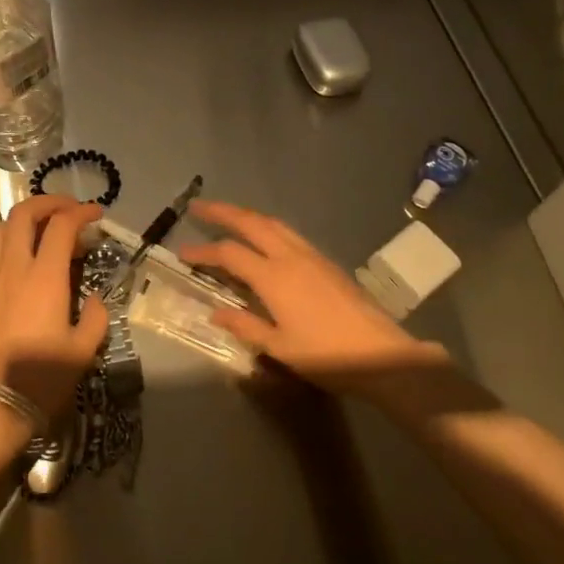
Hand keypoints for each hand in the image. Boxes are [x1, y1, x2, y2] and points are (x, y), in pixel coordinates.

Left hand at [0, 195, 107, 434]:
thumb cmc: (41, 379)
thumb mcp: (84, 351)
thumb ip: (95, 317)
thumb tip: (93, 300)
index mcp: (43, 278)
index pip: (61, 225)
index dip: (80, 212)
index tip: (95, 215)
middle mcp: (12, 268)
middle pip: (23, 213)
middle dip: (48, 202)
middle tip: (68, 210)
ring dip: (22, 220)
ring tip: (40, 231)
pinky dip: (6, 243)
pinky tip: (20, 263)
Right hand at [178, 200, 455, 405]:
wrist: (382, 354)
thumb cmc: (326, 356)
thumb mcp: (280, 347)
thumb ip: (246, 325)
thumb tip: (216, 312)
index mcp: (273, 277)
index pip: (229, 254)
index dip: (203, 251)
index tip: (182, 253)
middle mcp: (290, 257)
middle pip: (251, 223)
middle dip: (223, 212)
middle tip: (199, 207)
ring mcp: (312, 256)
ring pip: (274, 223)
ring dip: (248, 215)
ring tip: (229, 216)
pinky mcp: (327, 261)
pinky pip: (290, 233)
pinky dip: (269, 227)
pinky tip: (266, 237)